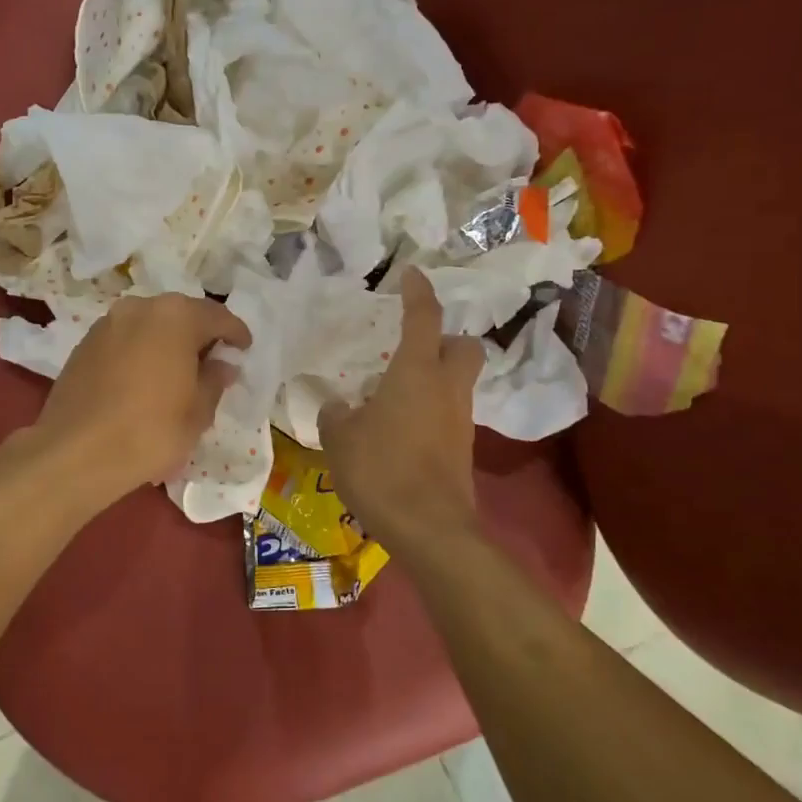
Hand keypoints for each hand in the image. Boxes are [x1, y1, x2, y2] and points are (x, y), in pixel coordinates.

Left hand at [28, 293, 250, 512]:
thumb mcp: (198, 412)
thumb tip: (222, 365)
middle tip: (212, 362)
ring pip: (149, 325)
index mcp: (175, 316)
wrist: (75, 452)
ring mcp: (107, 323)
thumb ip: (215, 380)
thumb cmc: (150, 431)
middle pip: (181, 315)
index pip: (217, 317)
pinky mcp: (84, 344)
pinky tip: (144, 380)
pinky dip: (141, 352)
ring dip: (167, 342)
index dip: (235, 334)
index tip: (244, 349)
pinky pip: (125, 340)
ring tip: (177, 373)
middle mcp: (140, 307)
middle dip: (199, 335)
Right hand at [319, 269, 483, 546]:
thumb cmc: (381, 469)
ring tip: (396, 391)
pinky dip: (431, 409)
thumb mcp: (340, 438)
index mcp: (416, 372)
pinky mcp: (462, 449)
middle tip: (413, 346)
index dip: (419, 291)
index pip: (423, 317)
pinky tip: (401, 427)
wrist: (430, 529)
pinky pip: (450, 412)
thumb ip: (336, 413)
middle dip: (446, 338)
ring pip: (458, 381)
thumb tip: (339, 406)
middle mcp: (446, 388)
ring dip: (435, 376)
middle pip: (464, 346)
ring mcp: (459, 420)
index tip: (412, 273)